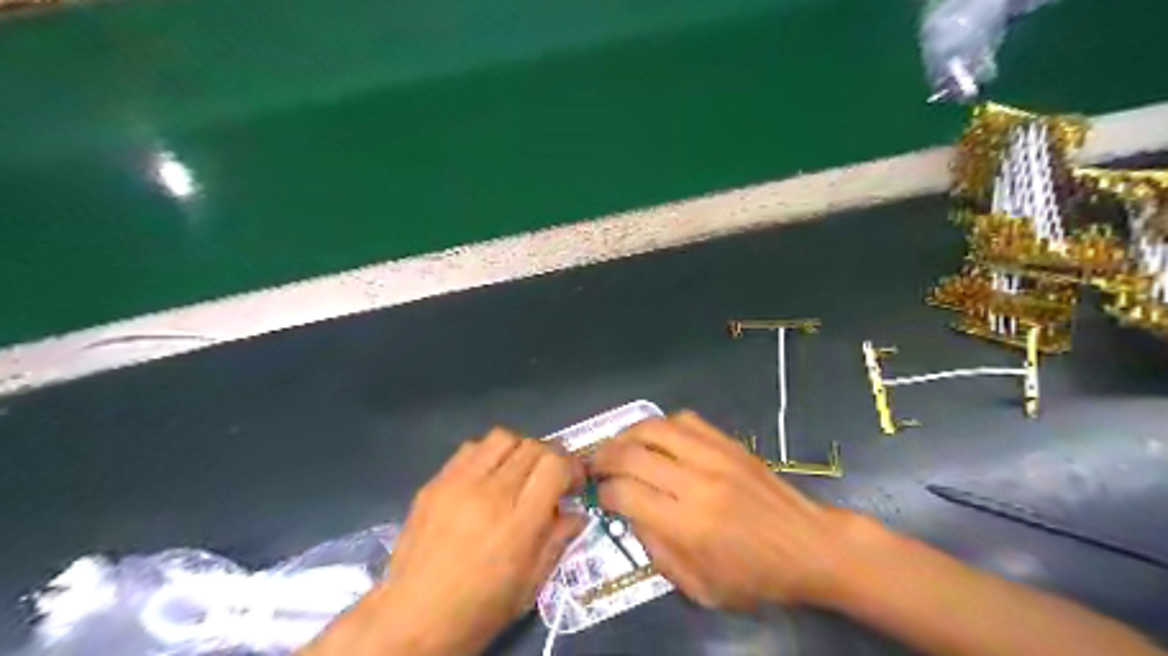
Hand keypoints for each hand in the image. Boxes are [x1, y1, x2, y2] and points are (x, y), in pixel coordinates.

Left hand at [303, 427, 582, 654]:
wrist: (412, 619)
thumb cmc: (479, 609)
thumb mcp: (530, 584)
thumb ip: (557, 540)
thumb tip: (577, 513)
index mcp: (519, 523)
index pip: (555, 465)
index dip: (572, 467)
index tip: (573, 483)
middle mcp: (491, 493)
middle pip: (532, 446)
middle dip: (550, 457)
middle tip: (549, 478)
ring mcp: (458, 484)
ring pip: (502, 437)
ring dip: (518, 450)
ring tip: (517, 473)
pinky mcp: (435, 483)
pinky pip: (470, 449)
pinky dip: (487, 455)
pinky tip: (486, 478)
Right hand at [593, 414, 875, 612]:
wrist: (809, 545)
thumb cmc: (755, 576)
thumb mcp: (700, 586)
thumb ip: (657, 551)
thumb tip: (630, 514)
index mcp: (688, 525)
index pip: (625, 494)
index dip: (604, 493)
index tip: (599, 495)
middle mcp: (696, 482)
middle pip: (632, 454)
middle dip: (604, 458)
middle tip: (595, 466)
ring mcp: (714, 456)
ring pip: (654, 428)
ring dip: (626, 435)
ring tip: (618, 446)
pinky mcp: (728, 443)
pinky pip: (684, 419)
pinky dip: (661, 425)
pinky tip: (656, 439)